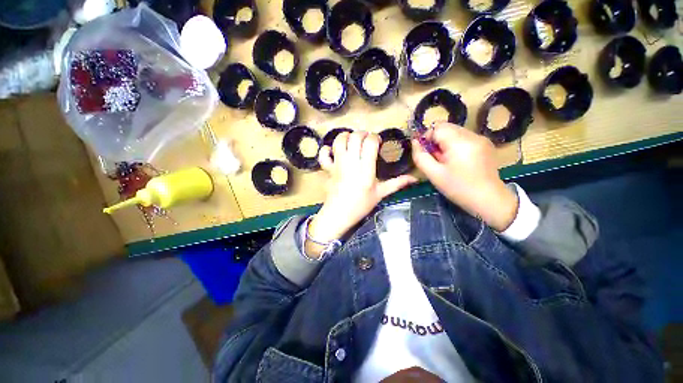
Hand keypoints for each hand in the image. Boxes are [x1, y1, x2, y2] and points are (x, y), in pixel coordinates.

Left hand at [307, 131, 417, 257]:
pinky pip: (323, 154)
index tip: (377, 142)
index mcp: (366, 169)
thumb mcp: (380, 194)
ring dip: (345, 136)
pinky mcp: (328, 169)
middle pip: (355, 137)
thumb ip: (397, 184)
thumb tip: (414, 179)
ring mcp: (337, 164)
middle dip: (362, 133)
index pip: (370, 143)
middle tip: (366, 140)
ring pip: (339, 141)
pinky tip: (332, 151)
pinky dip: (326, 150)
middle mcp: (351, 163)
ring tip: (351, 141)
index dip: (375, 138)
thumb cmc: (361, 205)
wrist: (339, 214)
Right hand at [411, 123, 517, 231]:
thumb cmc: (458, 188)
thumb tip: (415, 142)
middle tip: (436, 159)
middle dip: (437, 140)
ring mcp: (481, 139)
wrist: (489, 200)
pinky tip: (458, 161)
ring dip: (446, 143)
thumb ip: (420, 156)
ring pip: (455, 132)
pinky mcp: (486, 144)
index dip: (427, 138)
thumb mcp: (434, 174)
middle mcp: (472, 135)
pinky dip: (456, 146)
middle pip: (447, 127)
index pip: (437, 127)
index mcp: (459, 142)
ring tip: (447, 161)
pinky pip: (464, 138)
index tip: (426, 153)